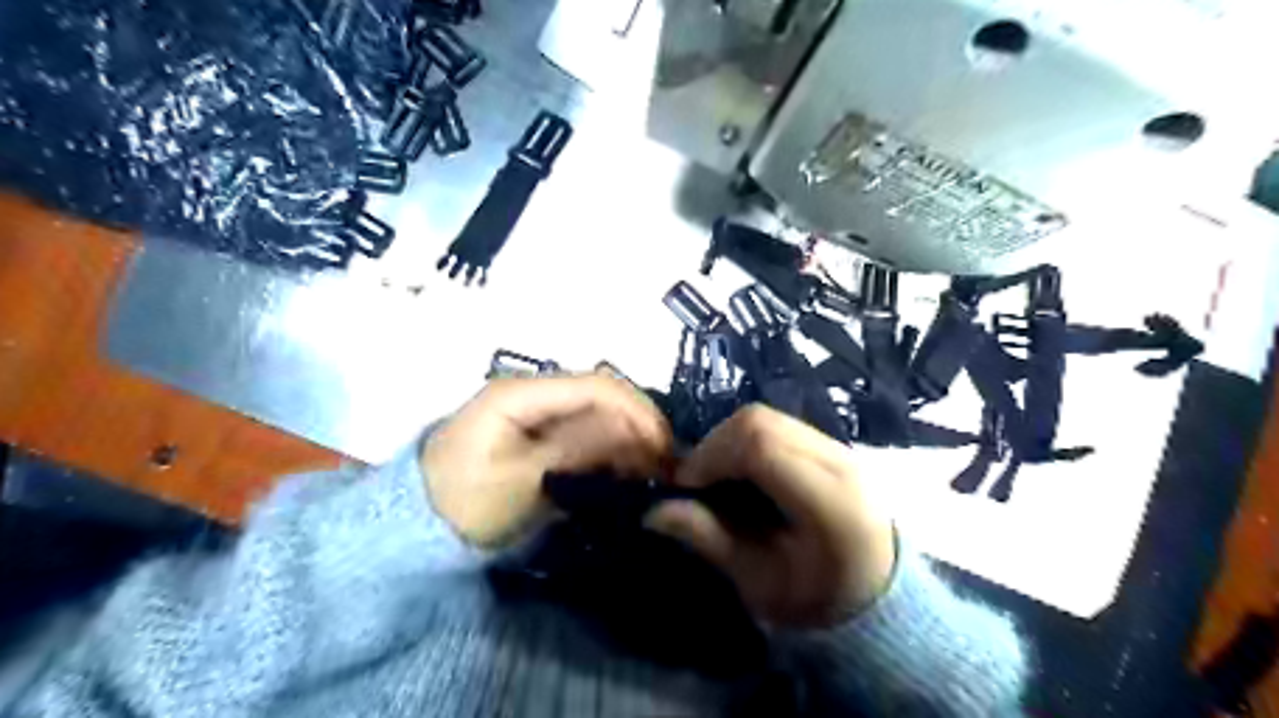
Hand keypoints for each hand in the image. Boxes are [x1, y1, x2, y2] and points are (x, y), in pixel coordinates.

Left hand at [423, 374, 673, 547]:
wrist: (415, 530)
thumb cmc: (465, 504)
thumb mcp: (523, 481)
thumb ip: (580, 449)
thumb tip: (636, 431)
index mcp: (522, 392)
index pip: (598, 386)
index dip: (639, 413)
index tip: (665, 451)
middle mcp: (533, 391)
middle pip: (602, 395)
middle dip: (639, 425)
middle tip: (665, 468)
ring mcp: (535, 411)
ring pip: (598, 412)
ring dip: (629, 438)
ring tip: (651, 473)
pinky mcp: (537, 432)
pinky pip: (585, 430)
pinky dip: (611, 448)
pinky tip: (626, 471)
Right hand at [644, 405, 891, 628]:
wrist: (877, 594)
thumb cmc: (818, 599)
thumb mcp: (760, 581)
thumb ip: (710, 539)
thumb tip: (654, 511)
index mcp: (829, 501)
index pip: (761, 446)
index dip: (711, 456)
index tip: (685, 485)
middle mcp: (841, 461)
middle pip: (761, 421)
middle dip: (715, 444)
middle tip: (696, 481)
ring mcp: (841, 447)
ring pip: (768, 417)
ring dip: (730, 440)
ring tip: (718, 476)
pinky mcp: (833, 444)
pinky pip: (780, 425)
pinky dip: (749, 440)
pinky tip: (743, 472)